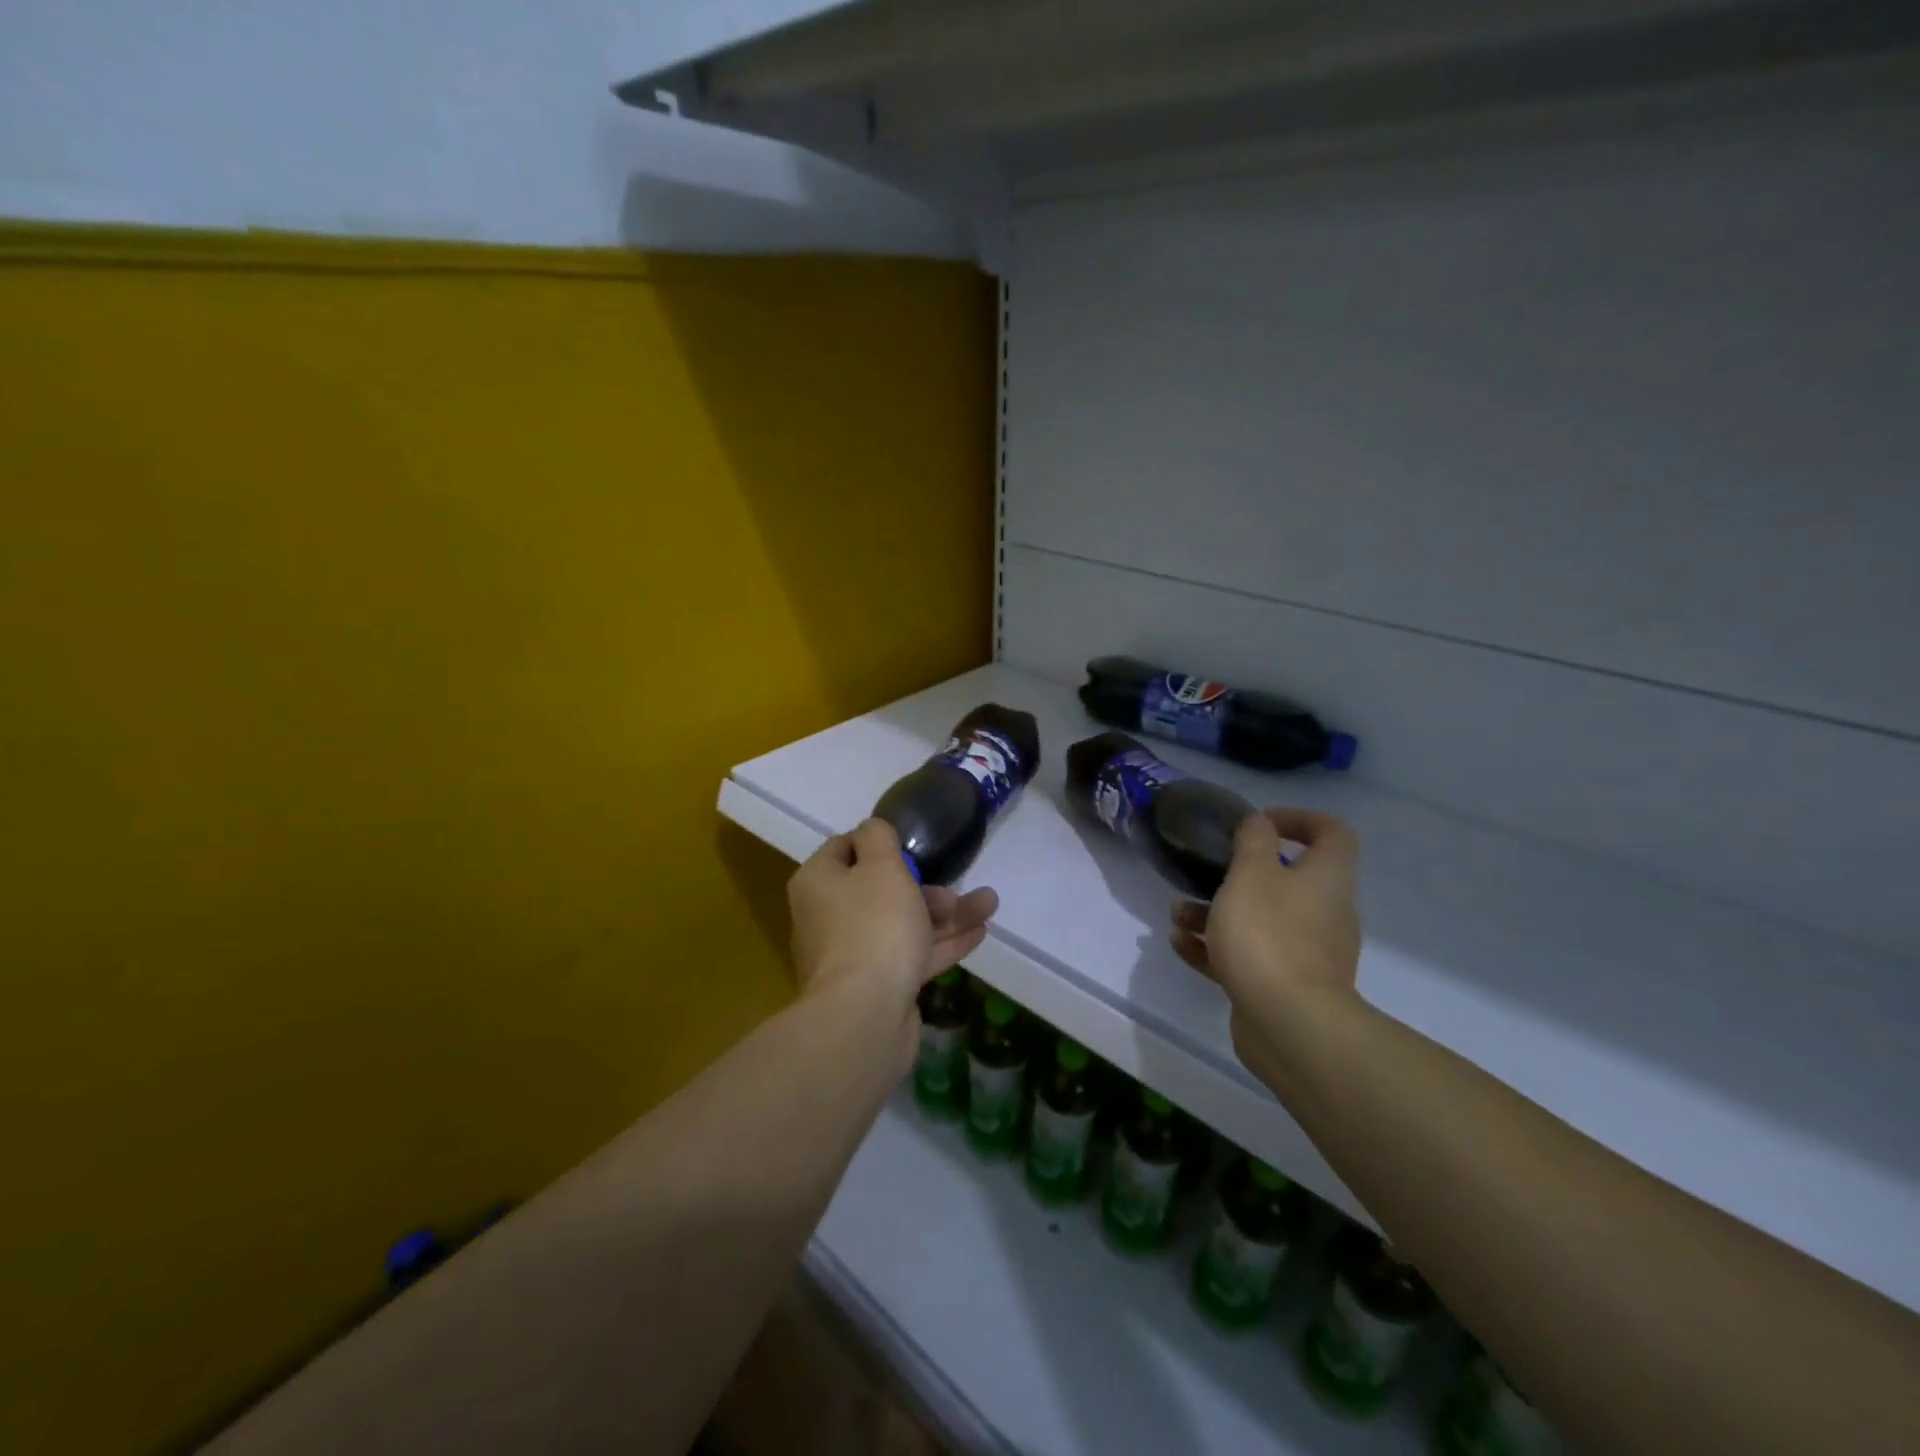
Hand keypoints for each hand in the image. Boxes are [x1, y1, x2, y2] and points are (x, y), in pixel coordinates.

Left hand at [788, 819, 998, 1013]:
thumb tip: (872, 829)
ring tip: (988, 905)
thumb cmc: (873, 926)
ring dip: (944, 914)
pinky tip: (979, 933)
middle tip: (955, 887)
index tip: (912, 845)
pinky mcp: (876, 986)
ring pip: (901, 924)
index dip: (878, 843)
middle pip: (877, 889)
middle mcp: (828, 916)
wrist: (865, 1016)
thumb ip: (878, 838)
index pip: (843, 848)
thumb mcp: (881, 866)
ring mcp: (852, 955)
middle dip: (924, 886)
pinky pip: (910, 955)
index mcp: (819, 882)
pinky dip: (941, 943)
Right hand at [1169, 808, 1361, 1081]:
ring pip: (1261, 920)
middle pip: (1287, 880)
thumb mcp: (1251, 874)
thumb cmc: (1269, 935)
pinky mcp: (1284, 986)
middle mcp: (1324, 913)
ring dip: (1217, 912)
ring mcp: (1307, 954)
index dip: (1299, 819)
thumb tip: (1259, 823)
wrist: (1290, 1025)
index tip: (1259, 822)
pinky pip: (1248, 957)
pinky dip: (1215, 948)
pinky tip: (1180, 945)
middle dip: (1239, 873)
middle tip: (1206, 871)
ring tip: (1177, 913)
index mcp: (1326, 879)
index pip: (1331, 833)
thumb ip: (1253, 841)